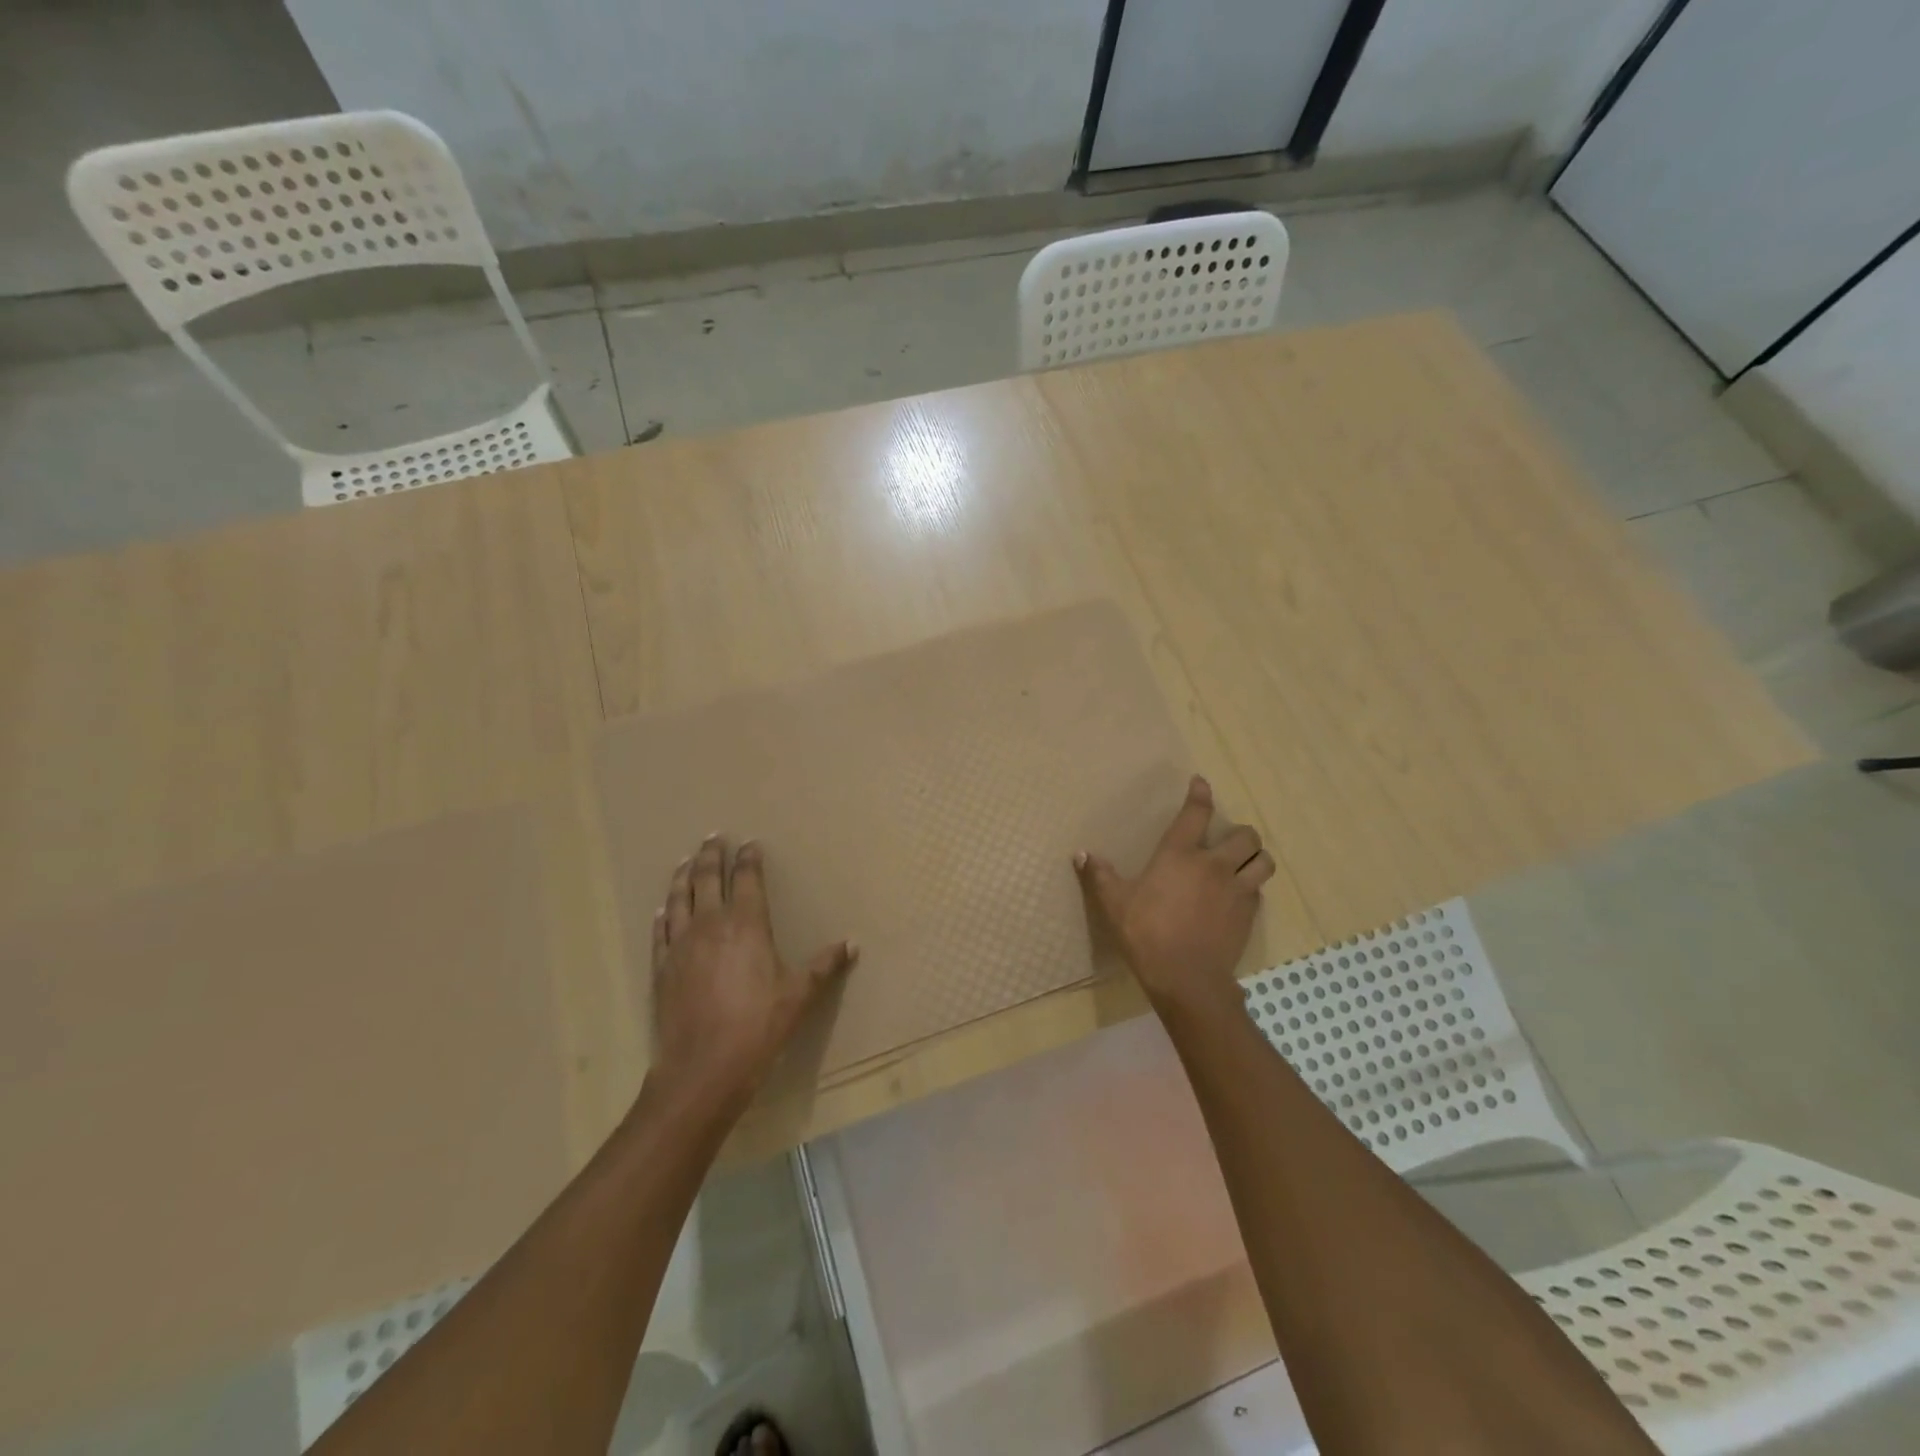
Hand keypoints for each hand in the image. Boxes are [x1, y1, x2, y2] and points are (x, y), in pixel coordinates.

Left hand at [647, 835, 855, 1115]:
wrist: (703, 1068)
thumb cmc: (759, 1026)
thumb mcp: (799, 995)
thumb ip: (825, 965)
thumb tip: (853, 943)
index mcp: (746, 923)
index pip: (746, 878)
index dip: (748, 858)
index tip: (750, 843)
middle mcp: (710, 924)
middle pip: (707, 878)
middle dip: (711, 855)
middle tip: (713, 837)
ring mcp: (681, 944)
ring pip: (679, 898)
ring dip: (683, 876)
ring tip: (685, 861)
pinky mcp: (661, 967)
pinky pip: (661, 931)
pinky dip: (664, 915)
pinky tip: (664, 909)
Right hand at [1074, 775, 1272, 1011]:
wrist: (1186, 977)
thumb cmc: (1146, 933)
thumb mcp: (1114, 904)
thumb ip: (1099, 876)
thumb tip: (1081, 854)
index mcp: (1179, 855)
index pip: (1196, 813)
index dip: (1200, 794)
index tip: (1201, 783)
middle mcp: (1214, 865)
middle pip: (1245, 836)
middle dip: (1241, 833)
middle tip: (1228, 840)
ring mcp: (1236, 890)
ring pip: (1263, 861)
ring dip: (1256, 857)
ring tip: (1245, 863)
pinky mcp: (1249, 915)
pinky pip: (1259, 891)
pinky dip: (1252, 887)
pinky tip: (1239, 896)